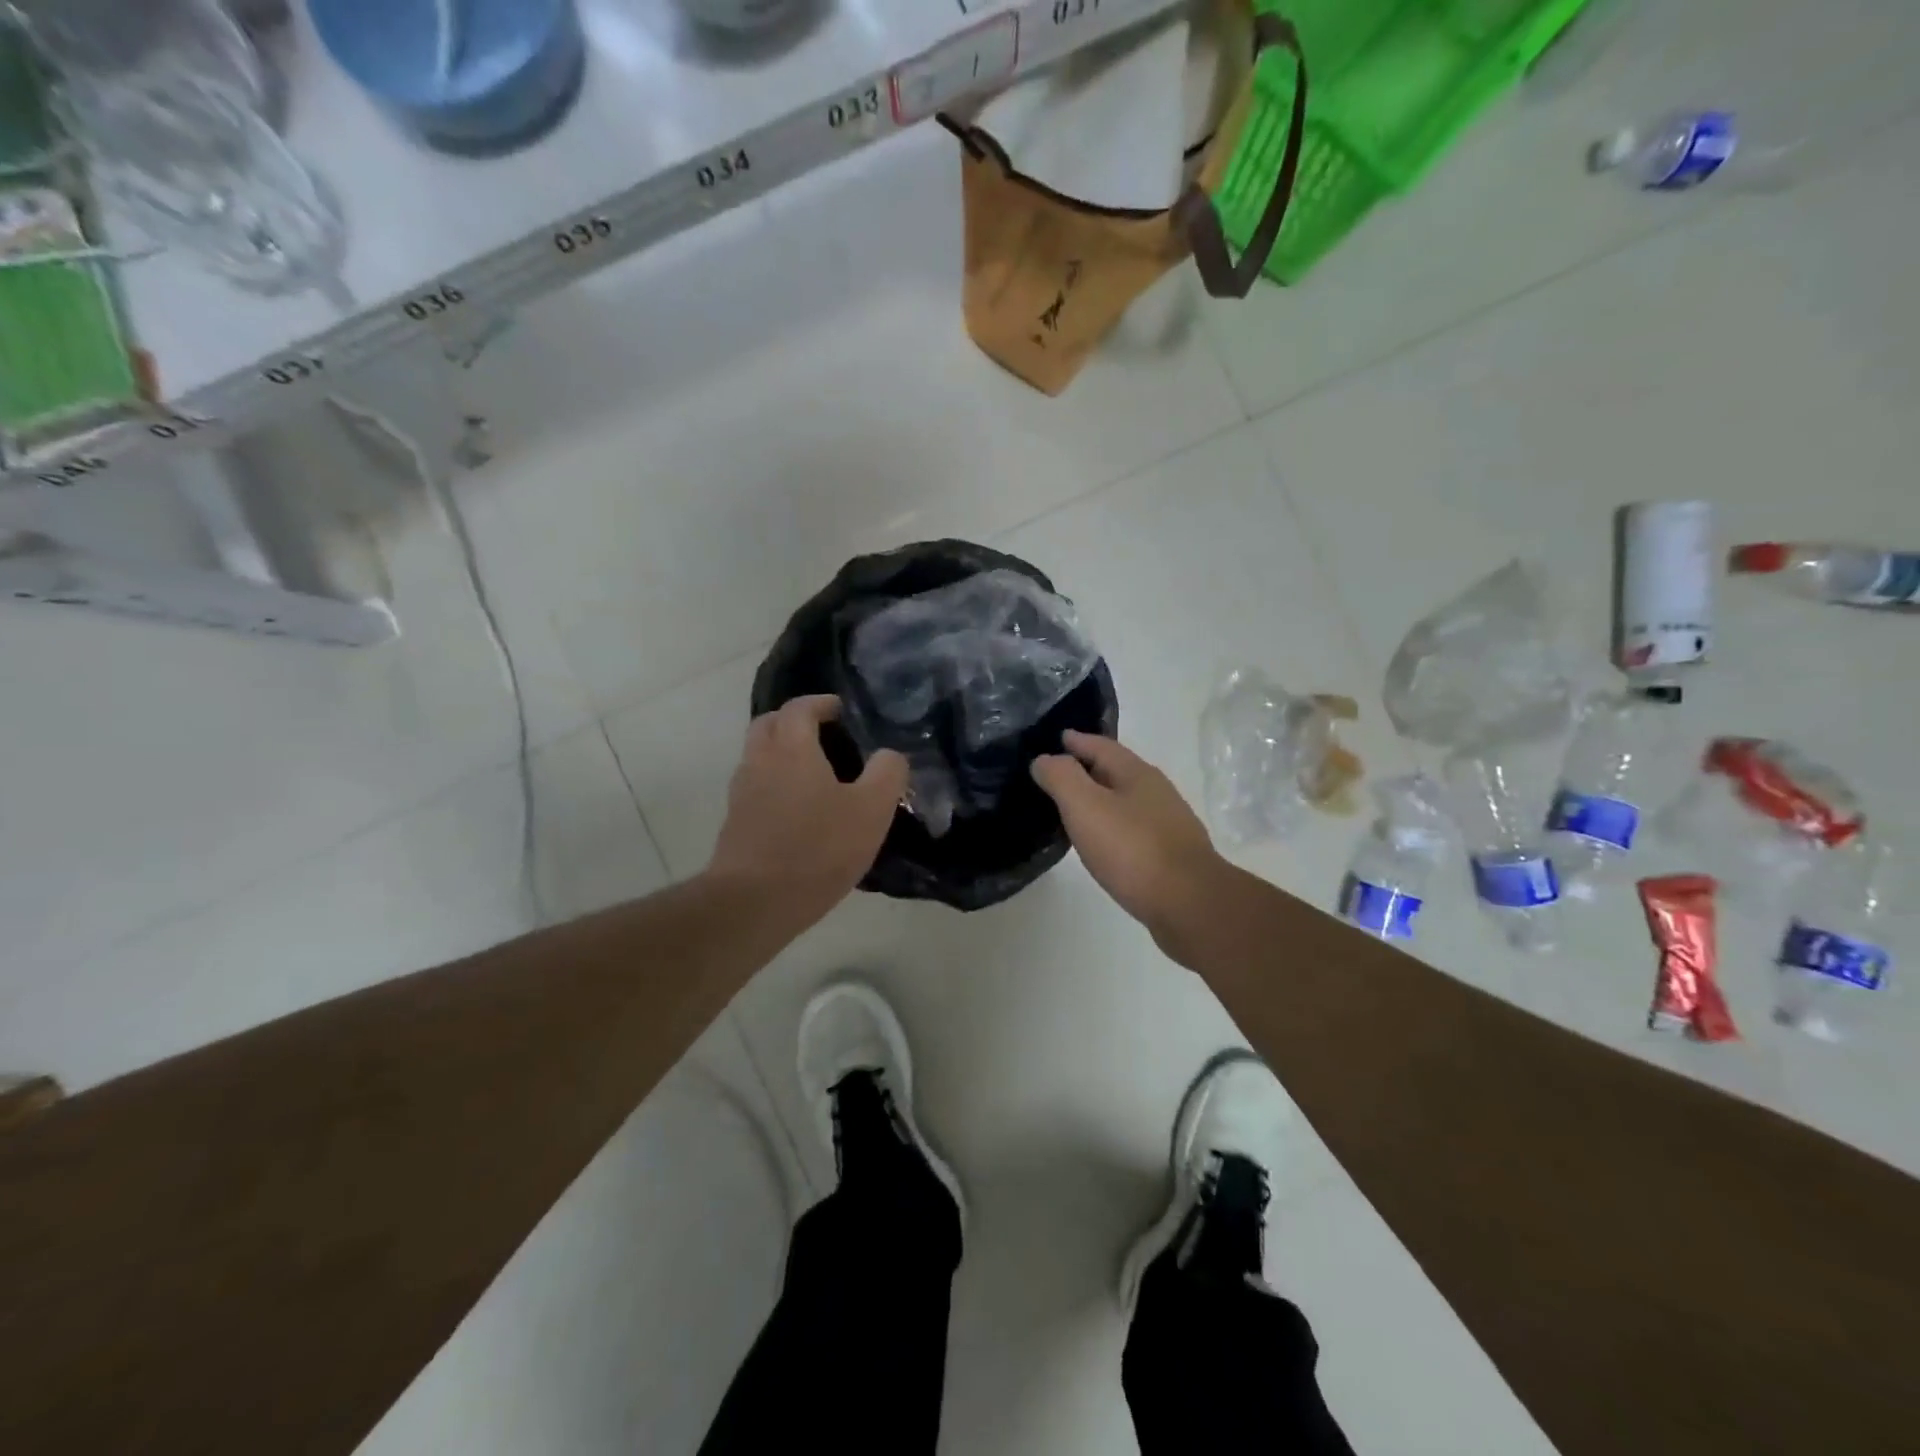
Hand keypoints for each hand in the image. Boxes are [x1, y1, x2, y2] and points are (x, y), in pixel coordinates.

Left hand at [708, 695, 907, 928]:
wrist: (754, 901)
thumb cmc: (818, 848)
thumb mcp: (872, 810)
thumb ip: (887, 774)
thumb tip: (890, 755)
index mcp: (791, 748)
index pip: (799, 707)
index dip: (820, 703)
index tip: (841, 710)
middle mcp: (759, 761)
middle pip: (769, 724)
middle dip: (794, 721)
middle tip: (823, 734)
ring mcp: (742, 793)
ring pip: (758, 756)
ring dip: (781, 753)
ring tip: (815, 773)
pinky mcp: (735, 822)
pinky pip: (756, 787)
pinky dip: (774, 783)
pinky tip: (798, 809)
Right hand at [1031, 731, 1226, 943]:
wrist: (1190, 904)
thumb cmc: (1133, 850)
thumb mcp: (1086, 807)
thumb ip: (1062, 778)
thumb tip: (1045, 758)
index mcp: (1137, 773)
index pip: (1101, 746)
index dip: (1076, 741)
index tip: (1056, 738)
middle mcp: (1156, 792)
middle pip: (1116, 771)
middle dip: (1088, 768)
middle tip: (1057, 774)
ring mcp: (1167, 824)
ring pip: (1126, 801)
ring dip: (1100, 799)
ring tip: (1074, 809)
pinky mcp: (1170, 854)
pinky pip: (1133, 829)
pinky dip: (1112, 826)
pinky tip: (1103, 843)